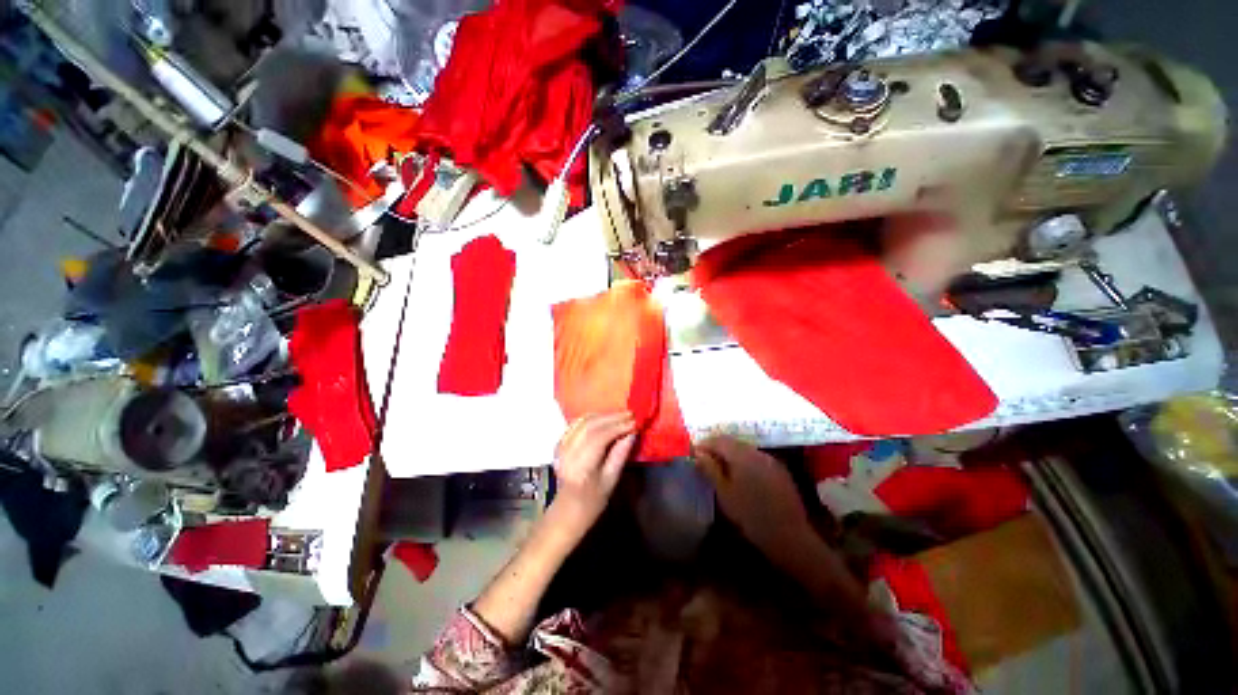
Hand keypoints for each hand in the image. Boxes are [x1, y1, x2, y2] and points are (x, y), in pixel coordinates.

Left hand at [551, 412, 636, 532]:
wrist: (567, 510)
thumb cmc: (593, 500)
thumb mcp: (611, 480)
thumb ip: (620, 454)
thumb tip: (632, 432)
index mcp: (581, 467)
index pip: (599, 438)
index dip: (618, 426)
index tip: (635, 422)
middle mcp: (568, 453)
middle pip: (590, 426)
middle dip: (612, 418)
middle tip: (631, 414)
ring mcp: (561, 446)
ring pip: (583, 421)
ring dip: (603, 415)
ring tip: (621, 415)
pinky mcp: (560, 443)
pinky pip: (577, 423)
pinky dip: (592, 417)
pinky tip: (604, 418)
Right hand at [694, 435, 812, 559]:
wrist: (789, 536)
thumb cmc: (750, 516)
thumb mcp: (724, 494)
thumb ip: (710, 469)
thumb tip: (698, 453)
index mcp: (742, 455)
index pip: (719, 440)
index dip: (705, 444)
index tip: (694, 452)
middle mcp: (757, 452)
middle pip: (733, 442)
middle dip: (717, 448)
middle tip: (705, 460)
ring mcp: (771, 460)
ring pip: (745, 450)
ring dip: (731, 454)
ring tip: (721, 468)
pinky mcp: (780, 470)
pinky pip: (757, 458)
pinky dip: (745, 462)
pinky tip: (742, 476)